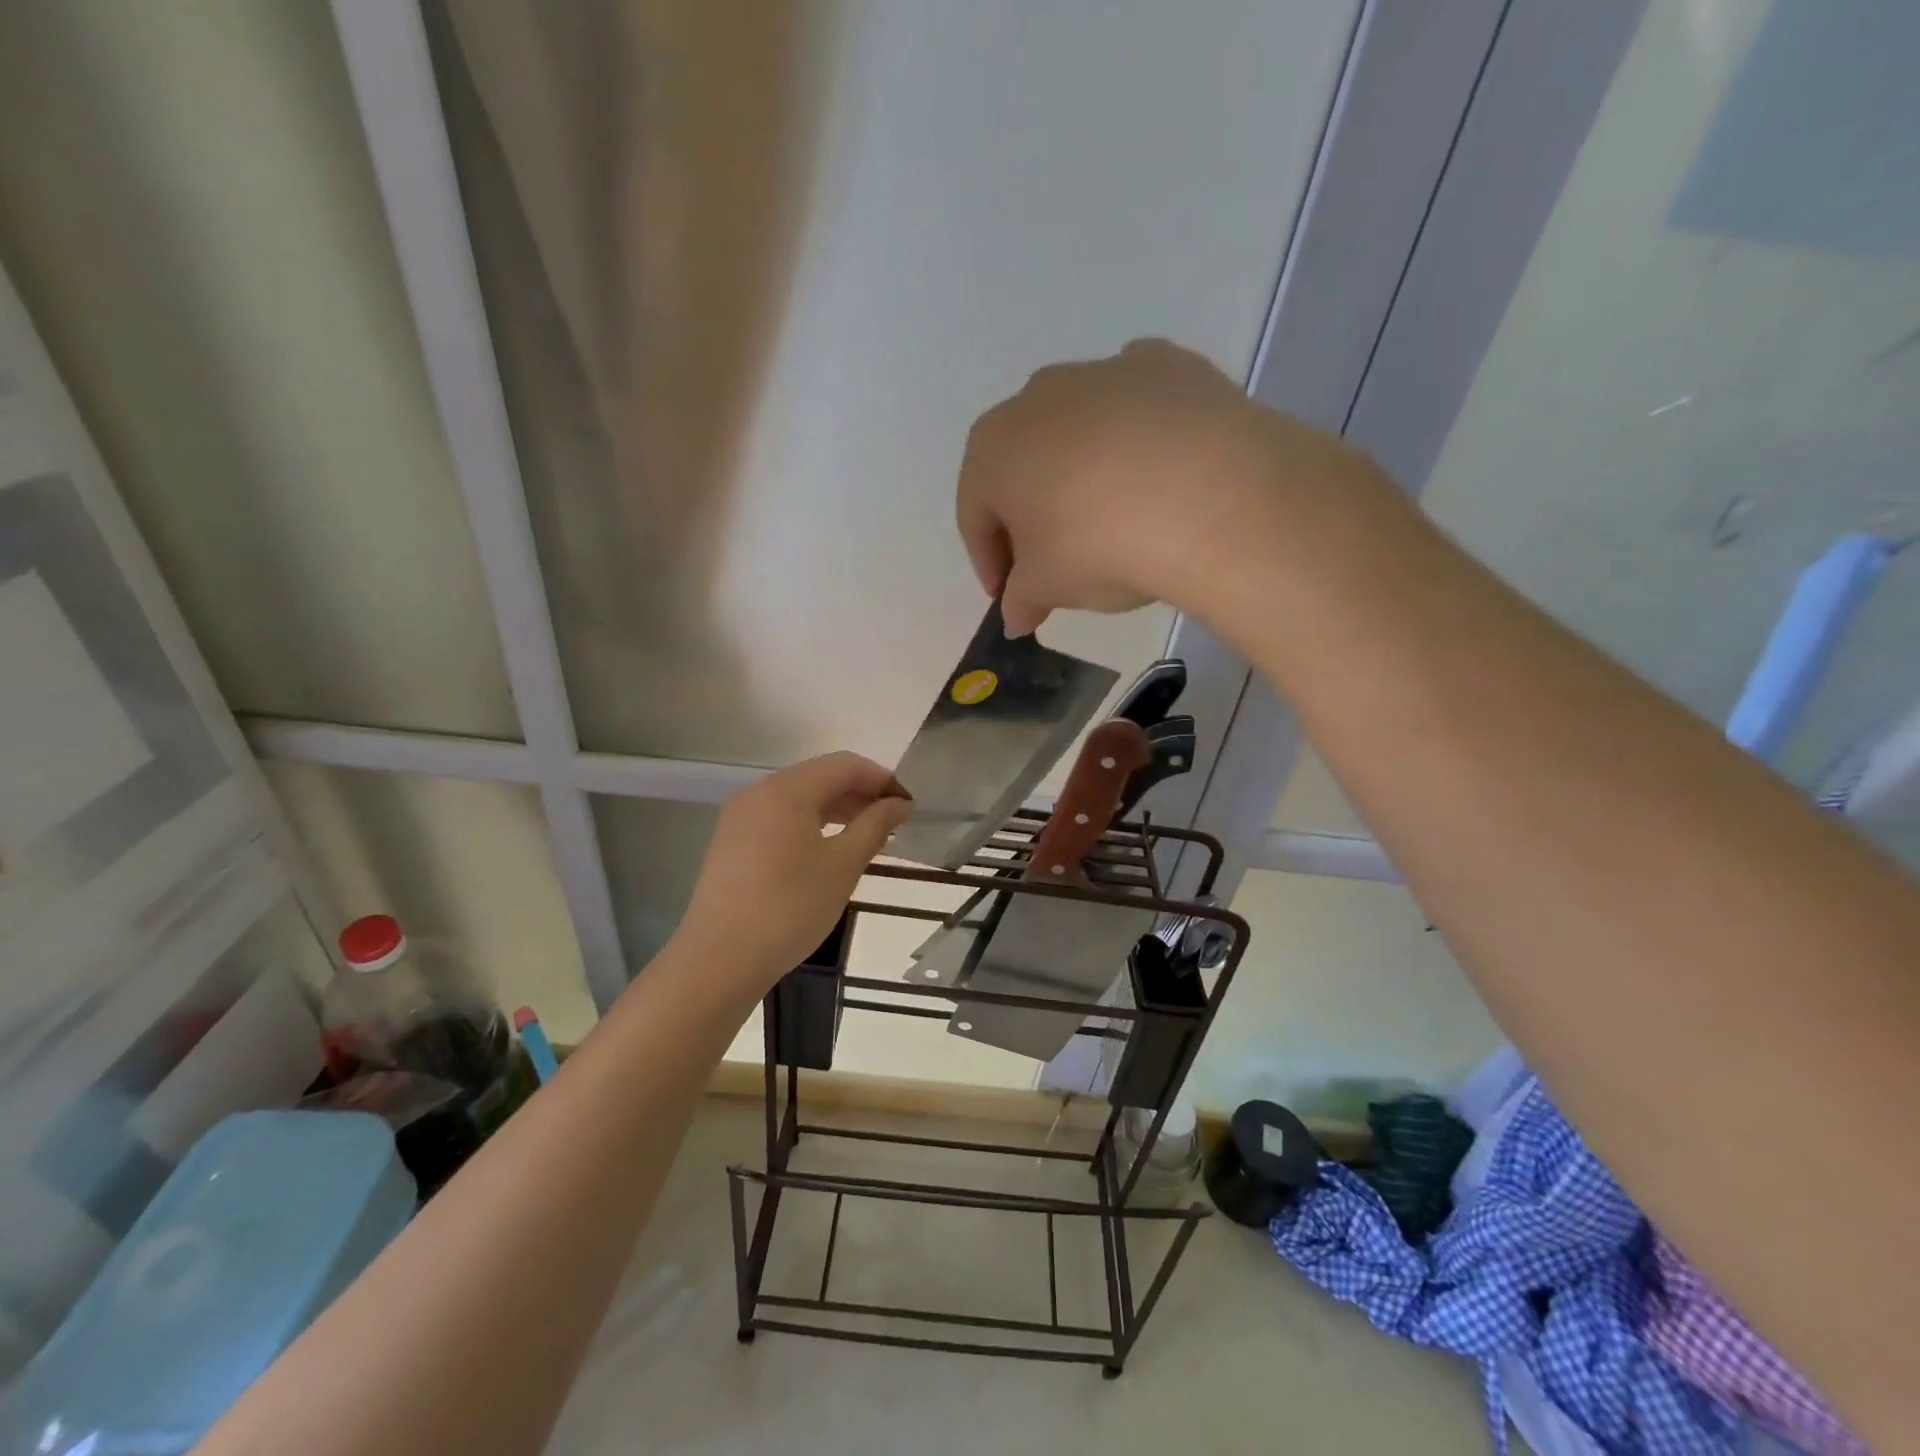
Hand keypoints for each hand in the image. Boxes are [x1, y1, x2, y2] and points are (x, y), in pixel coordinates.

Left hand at [677, 752, 911, 994]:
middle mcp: (759, 793)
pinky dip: (810, 825)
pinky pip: (780, 819)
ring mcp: (740, 818)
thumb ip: (874, 826)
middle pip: (820, 778)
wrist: (719, 959)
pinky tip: (828, 852)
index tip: (908, 805)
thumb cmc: (790, 907)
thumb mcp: (843, 865)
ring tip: (867, 838)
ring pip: (799, 799)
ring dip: (837, 811)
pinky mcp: (731, 843)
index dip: (882, 779)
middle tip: (893, 824)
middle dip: (860, 794)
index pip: (845, 765)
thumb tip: (899, 803)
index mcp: (787, 790)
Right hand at [957, 338, 1377, 635]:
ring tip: (1116, 521)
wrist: (1209, 497)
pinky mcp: (1167, 365)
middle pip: (1024, 466)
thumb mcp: (1049, 588)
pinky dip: (1140, 441)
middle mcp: (1038, 396)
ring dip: (1085, 474)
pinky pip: (1139, 411)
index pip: (975, 514)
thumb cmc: (1099, 545)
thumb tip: (1015, 615)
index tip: (1010, 596)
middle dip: (1033, 514)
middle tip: (1057, 562)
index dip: (989, 561)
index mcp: (993, 447)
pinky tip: (1162, 478)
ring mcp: (1104, 371)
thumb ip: (1021, 600)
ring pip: (1080, 432)